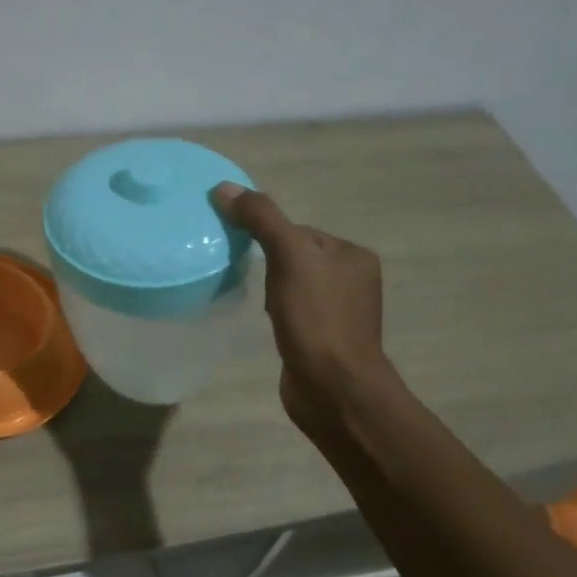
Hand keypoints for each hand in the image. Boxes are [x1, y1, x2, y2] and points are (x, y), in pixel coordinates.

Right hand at [211, 183, 396, 434]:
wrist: (333, 388)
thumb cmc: (317, 318)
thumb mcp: (289, 257)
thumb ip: (261, 219)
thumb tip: (224, 188)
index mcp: (352, 255)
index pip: (299, 231)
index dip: (268, 237)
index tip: (246, 253)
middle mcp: (353, 280)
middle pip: (295, 256)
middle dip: (269, 265)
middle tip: (251, 280)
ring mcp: (340, 312)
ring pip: (292, 285)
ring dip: (271, 290)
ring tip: (258, 304)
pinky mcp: (324, 339)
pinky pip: (294, 312)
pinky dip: (277, 313)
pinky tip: (270, 324)